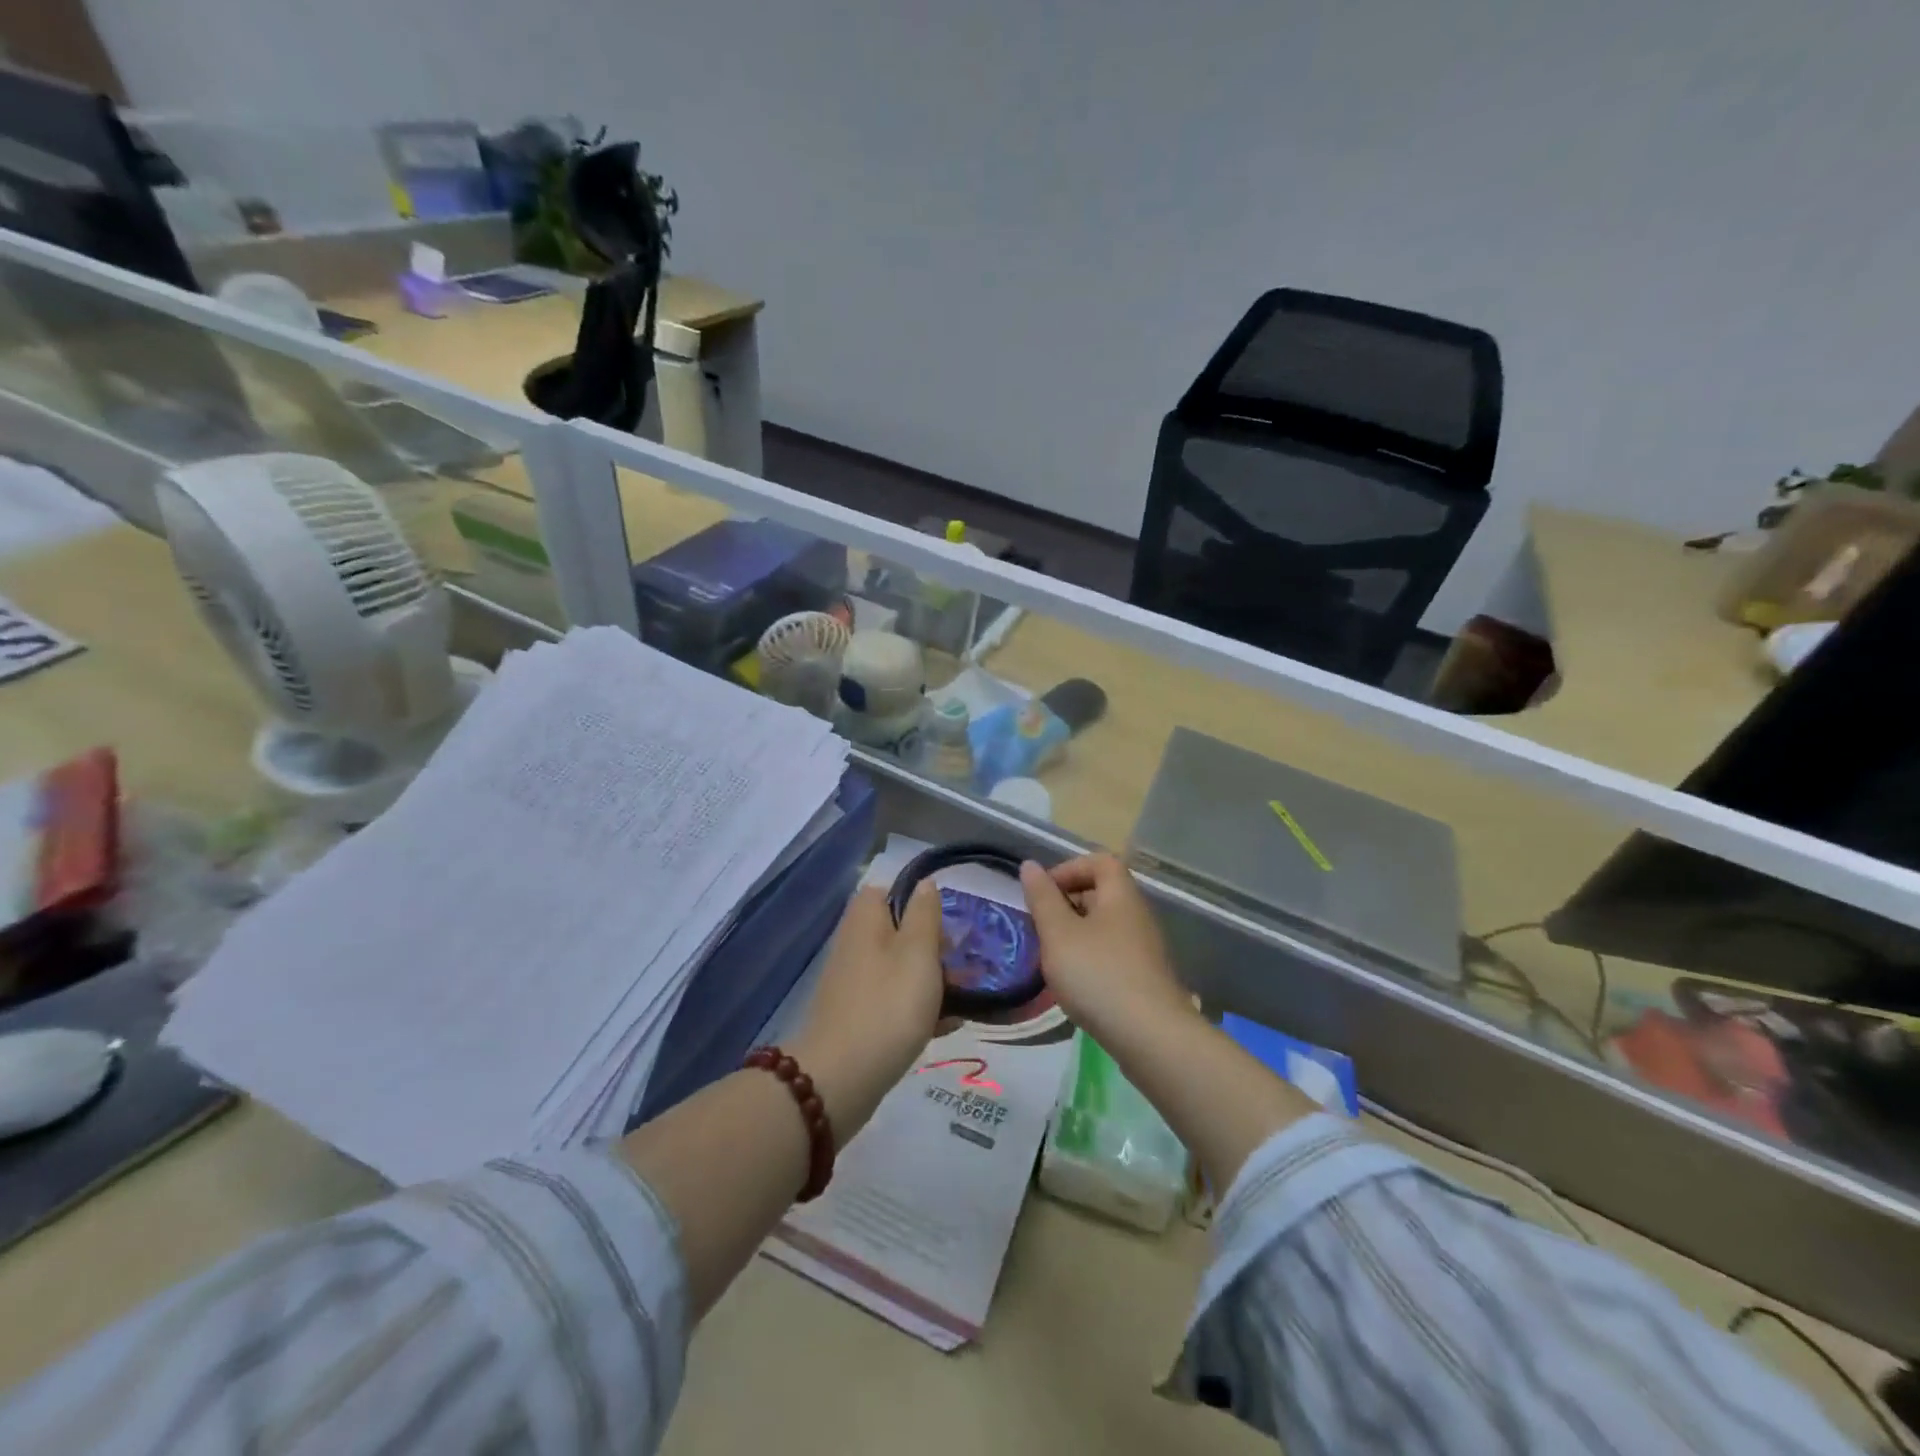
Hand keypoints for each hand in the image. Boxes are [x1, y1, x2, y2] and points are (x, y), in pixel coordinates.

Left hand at [790, 884, 944, 1145]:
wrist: (840, 1079)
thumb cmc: (888, 1005)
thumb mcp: (918, 952)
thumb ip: (925, 914)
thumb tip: (925, 883)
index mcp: (865, 920)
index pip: (888, 891)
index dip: (919, 903)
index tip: (947, 925)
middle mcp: (855, 945)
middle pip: (899, 932)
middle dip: (934, 947)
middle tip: (964, 966)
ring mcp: (853, 983)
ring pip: (900, 969)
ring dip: (932, 981)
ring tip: (966, 1000)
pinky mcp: (857, 1017)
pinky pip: (893, 1001)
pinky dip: (917, 1009)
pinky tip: (946, 1027)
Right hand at [1019, 854, 1193, 1042]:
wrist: (1151, 1037)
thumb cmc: (1098, 975)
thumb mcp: (1058, 933)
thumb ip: (1042, 898)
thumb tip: (1030, 866)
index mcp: (1120, 895)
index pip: (1099, 861)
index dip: (1069, 868)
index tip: (1043, 893)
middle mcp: (1138, 914)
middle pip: (1102, 891)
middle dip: (1067, 902)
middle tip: (1041, 926)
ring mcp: (1145, 947)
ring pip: (1105, 925)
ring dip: (1076, 933)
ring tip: (1053, 957)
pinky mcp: (1145, 977)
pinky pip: (1112, 952)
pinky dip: (1090, 957)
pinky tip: (1075, 983)